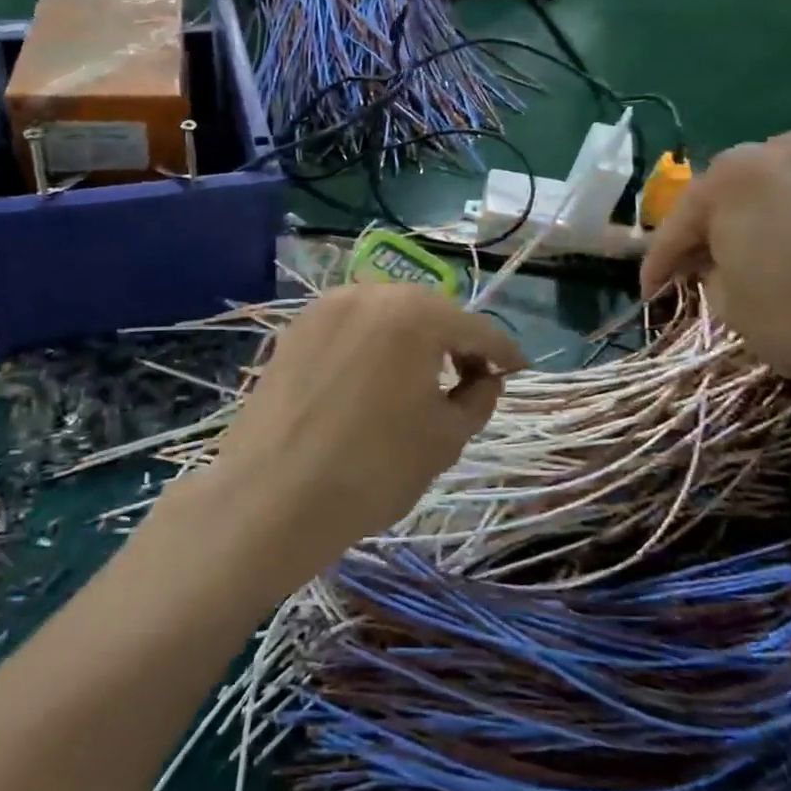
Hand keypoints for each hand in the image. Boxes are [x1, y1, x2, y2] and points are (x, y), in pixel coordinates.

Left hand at [200, 283, 525, 582]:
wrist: (271, 497)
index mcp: (416, 314)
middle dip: (456, 342)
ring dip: (412, 340)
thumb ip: (479, 399)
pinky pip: (350, 328)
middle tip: (469, 379)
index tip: (519, 370)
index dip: (504, 352)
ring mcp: (326, 308)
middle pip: (430, 312)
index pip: (476, 328)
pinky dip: (372, 345)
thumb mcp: (446, 439)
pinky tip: (372, 380)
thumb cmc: (373, 469)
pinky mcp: (295, 329)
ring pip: (387, 316)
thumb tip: (486, 378)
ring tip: (419, 380)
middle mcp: (371, 294)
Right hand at [640, 128, 790, 430]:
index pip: (678, 223)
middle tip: (690, 271)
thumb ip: (707, 272)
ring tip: (736, 259)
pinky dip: (782, 219)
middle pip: (722, 195)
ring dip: (744, 222)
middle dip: (704, 233)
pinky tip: (781, 249)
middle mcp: (776, 149)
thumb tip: (713, 263)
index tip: (648, 293)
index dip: (658, 263)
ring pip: (764, 191)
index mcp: (732, 175)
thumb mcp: (729, 303)